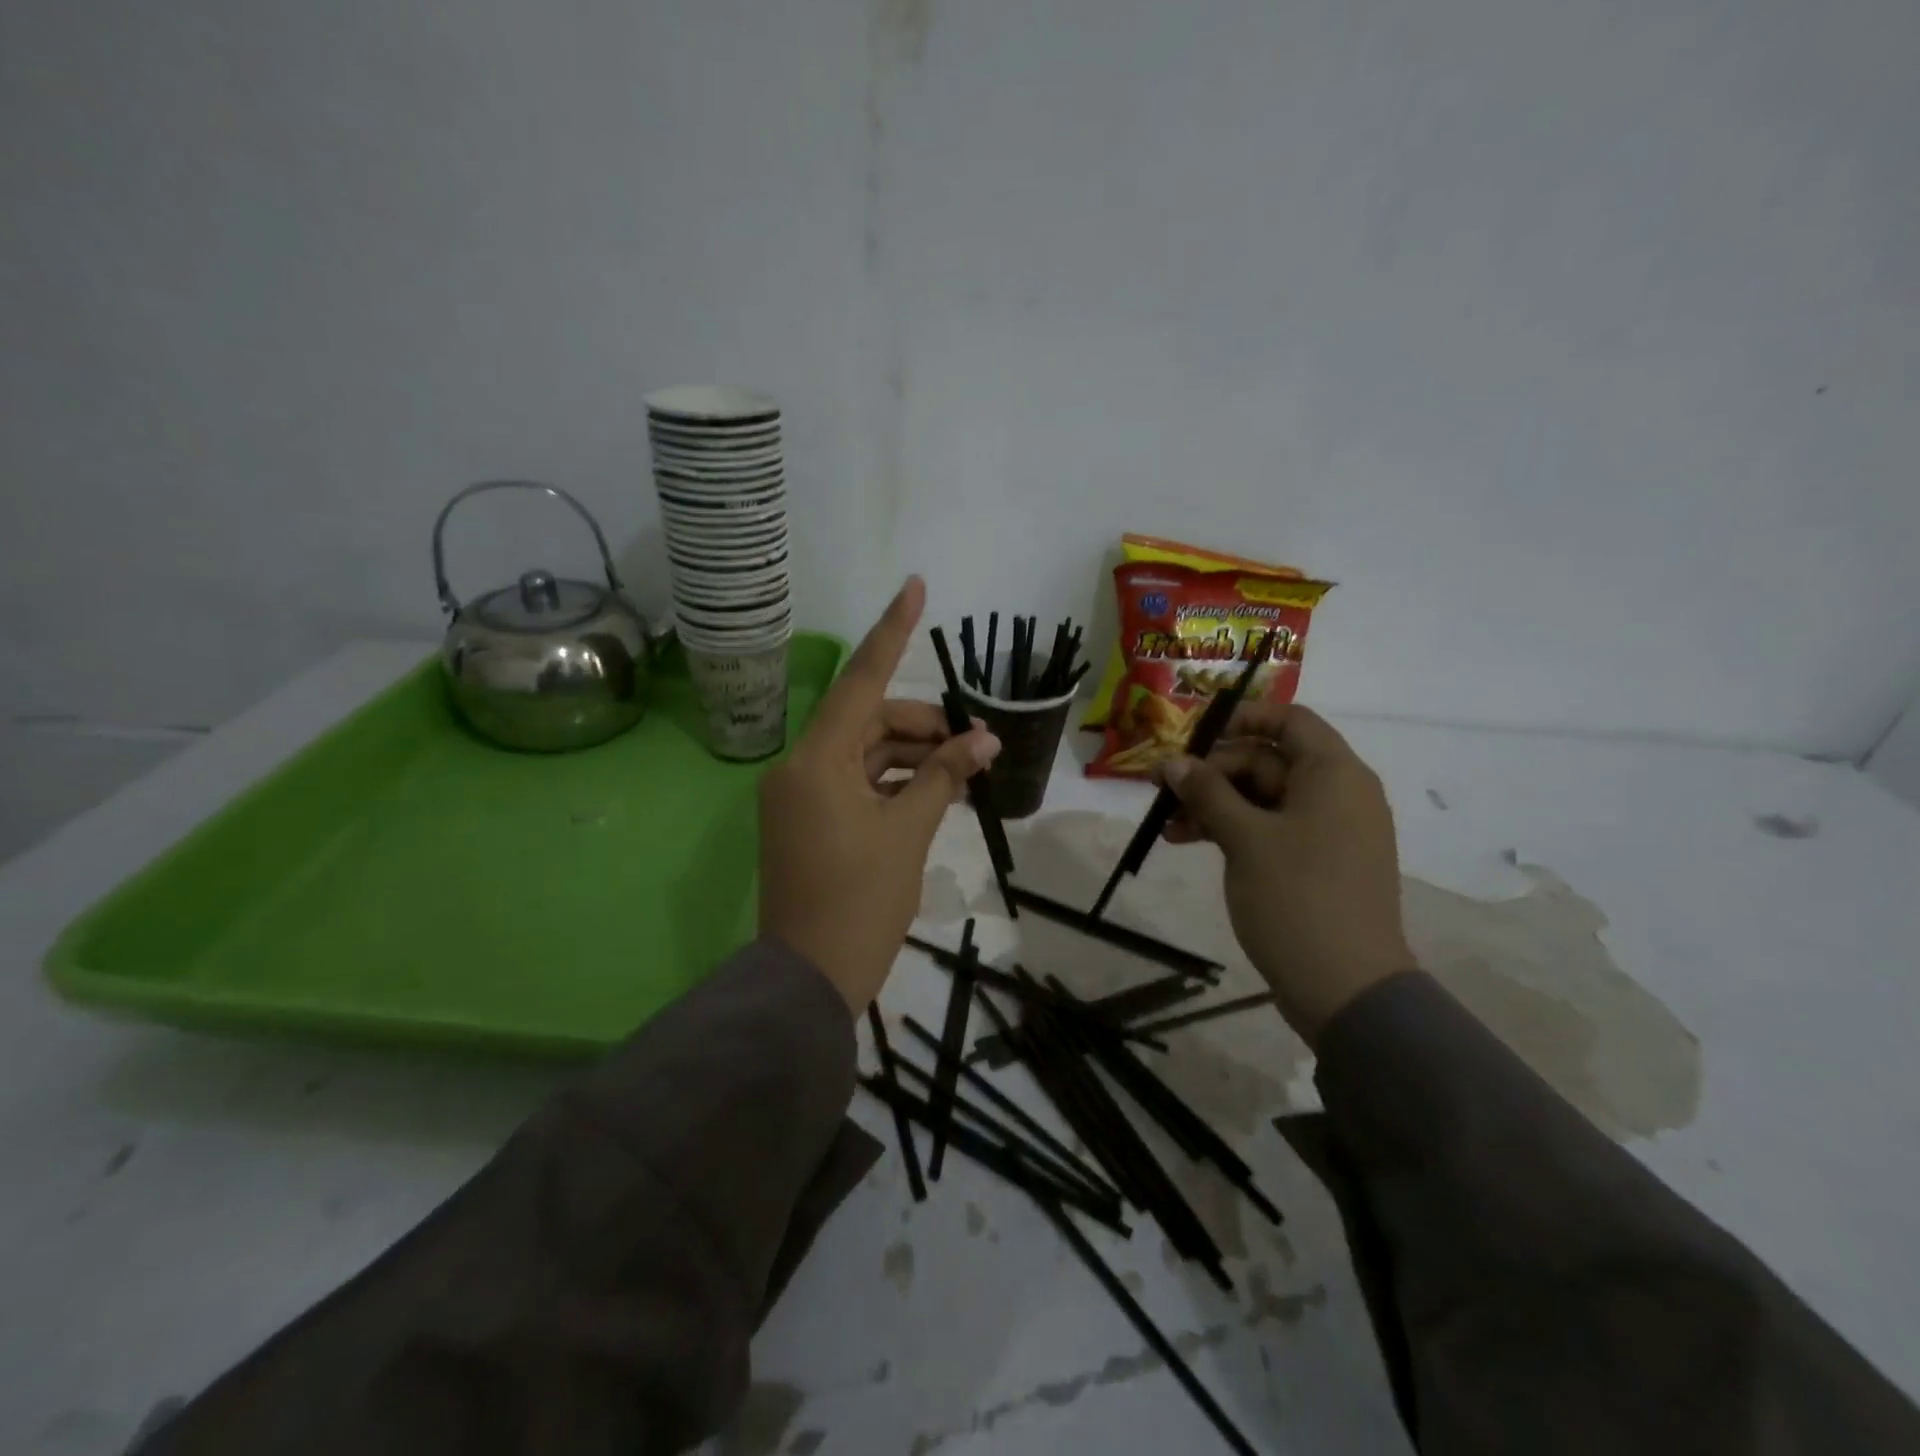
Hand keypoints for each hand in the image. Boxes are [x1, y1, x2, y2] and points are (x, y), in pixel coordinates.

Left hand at [759, 578, 1000, 1014]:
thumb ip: (944, 776)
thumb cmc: (861, 902)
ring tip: (964, 771)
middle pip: (867, 721)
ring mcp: (801, 796)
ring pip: (865, 754)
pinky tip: (934, 792)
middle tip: (974, 744)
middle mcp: (800, 768)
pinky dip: (894, 783)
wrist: (809, 980)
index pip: (860, 682)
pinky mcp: (808, 821)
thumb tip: (982, 740)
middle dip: (922, 725)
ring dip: (913, 757)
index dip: (891, 632)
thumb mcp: (909, 832)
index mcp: (816, 761)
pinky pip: (856, 783)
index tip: (914, 587)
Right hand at [1158, 703, 1411, 1043]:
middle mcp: (1337, 794)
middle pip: (1267, 760)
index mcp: (1334, 774)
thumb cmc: (1297, 898)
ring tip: (1167, 825)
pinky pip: (1269, 829)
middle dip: (1212, 772)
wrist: (1346, 988)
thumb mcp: (1244, 838)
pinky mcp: (1315, 863)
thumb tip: (1172, 762)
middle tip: (1162, 790)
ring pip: (1262, 798)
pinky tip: (1189, 842)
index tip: (1193, 737)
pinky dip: (1232, 830)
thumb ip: (1207, 792)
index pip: (1289, 720)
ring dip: (1214, 804)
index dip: (1241, 719)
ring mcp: (1327, 831)